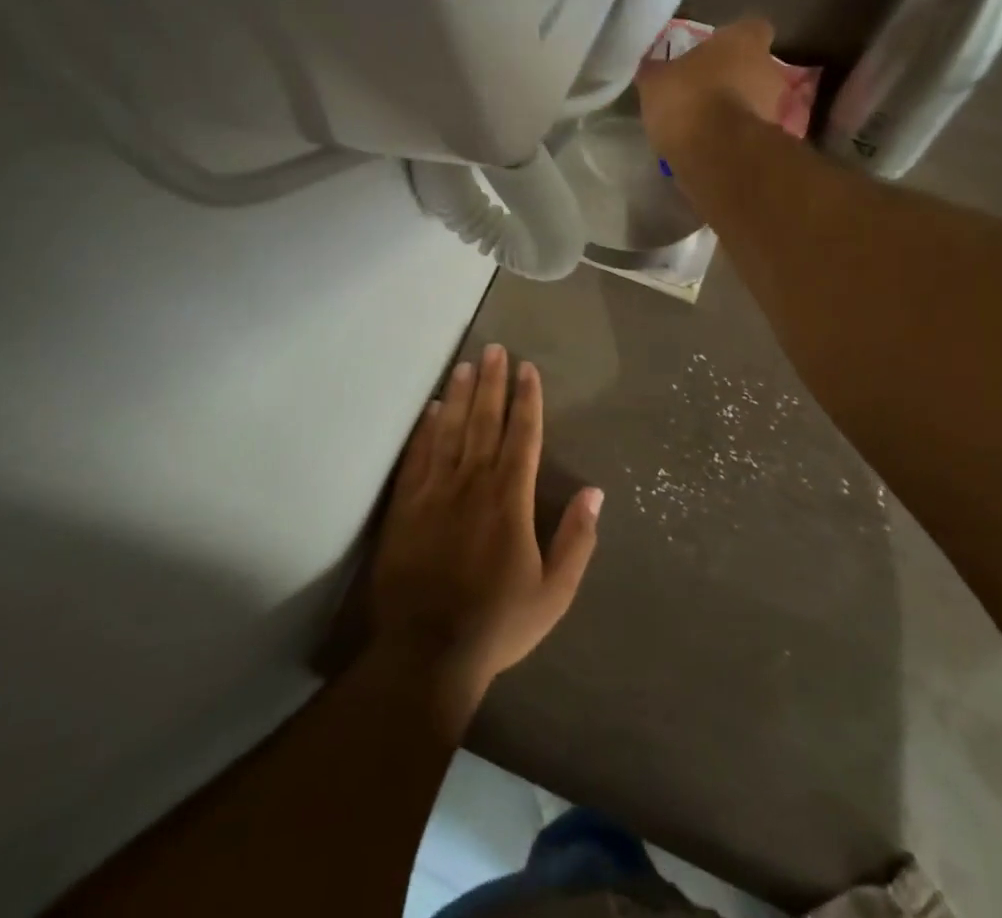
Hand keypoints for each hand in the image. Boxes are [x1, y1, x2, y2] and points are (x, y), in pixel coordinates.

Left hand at [371, 344, 601, 701]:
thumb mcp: (554, 592)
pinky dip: (426, 429)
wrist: (426, 653)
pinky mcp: (405, 507)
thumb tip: (596, 492)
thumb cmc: (497, 623)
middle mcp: (473, 483)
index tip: (528, 369)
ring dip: (461, 395)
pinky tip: (433, 409)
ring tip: (467, 364)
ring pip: (451, 430)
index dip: (527, 400)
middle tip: (496, 349)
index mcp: (510, 499)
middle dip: (493, 383)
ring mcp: (435, 492)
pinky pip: (418, 457)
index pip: (523, 436)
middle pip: (485, 422)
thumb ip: (577, 540)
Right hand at [638, 19, 787, 156]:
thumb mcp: (655, 81)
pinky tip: (713, 144)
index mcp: (743, 41)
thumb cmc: (688, 99)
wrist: (716, 152)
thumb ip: (657, 71)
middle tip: (706, 89)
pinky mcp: (771, 140)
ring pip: (757, 100)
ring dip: (739, 107)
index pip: (751, 28)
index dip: (734, 39)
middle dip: (736, 77)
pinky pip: (752, 130)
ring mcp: (775, 106)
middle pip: (756, 67)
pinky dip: (738, 134)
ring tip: (708, 122)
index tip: (715, 52)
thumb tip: (650, 67)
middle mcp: (769, 68)